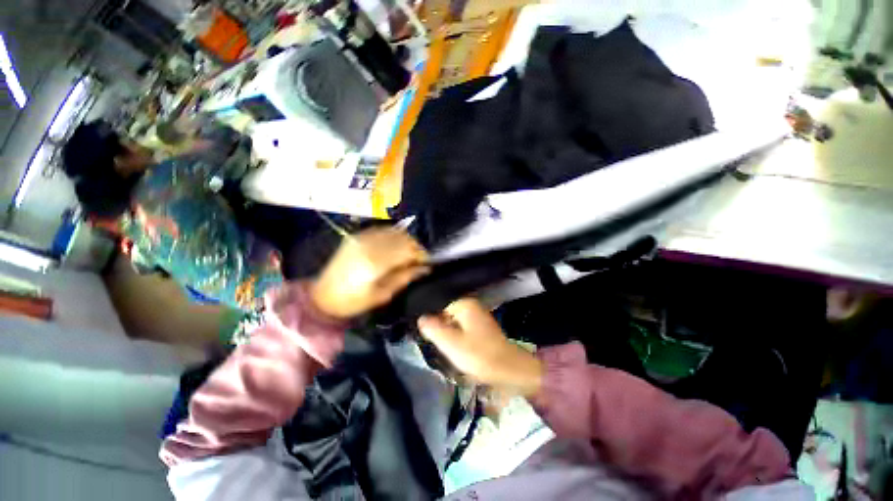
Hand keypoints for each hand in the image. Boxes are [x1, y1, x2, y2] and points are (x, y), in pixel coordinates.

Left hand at [311, 228, 428, 319]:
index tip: (427, 262)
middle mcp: (369, 245)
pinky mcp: (357, 236)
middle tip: (419, 260)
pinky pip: (382, 230)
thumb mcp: (383, 295)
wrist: (322, 297)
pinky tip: (395, 246)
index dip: (421, 254)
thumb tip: (425, 268)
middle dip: (415, 247)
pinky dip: (393, 236)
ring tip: (408, 254)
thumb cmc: (354, 302)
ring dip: (406, 241)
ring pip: (394, 231)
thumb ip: (405, 278)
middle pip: (403, 238)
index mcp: (376, 263)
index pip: (408, 250)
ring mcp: (362, 237)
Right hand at [418, 298, 542, 395]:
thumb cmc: (478, 355)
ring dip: (445, 329)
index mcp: (464, 304)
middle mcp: (471, 305)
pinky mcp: (480, 326)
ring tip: (438, 342)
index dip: (428, 314)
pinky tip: (451, 344)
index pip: (438, 302)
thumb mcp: (451, 343)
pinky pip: (461, 325)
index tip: (420, 326)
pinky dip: (454, 333)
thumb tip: (421, 318)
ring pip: (452, 318)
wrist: (509, 369)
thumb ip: (433, 328)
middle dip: (437, 322)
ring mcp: (477, 315)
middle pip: (445, 310)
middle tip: (429, 337)